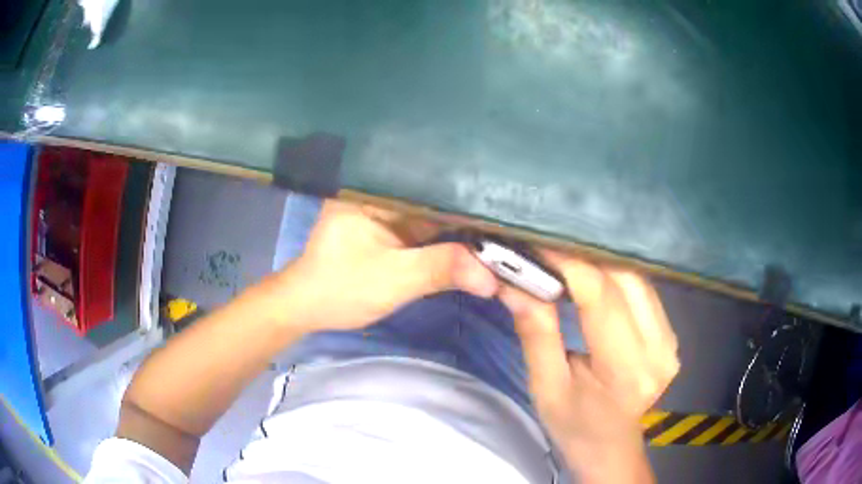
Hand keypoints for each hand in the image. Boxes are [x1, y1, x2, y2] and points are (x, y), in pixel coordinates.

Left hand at [273, 200, 498, 330]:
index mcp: (374, 189)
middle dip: (469, 207)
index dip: (467, 191)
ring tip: (504, 223)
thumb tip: (493, 277)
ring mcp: (387, 211)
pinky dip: (448, 238)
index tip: (505, 198)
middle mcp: (382, 192)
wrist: (309, 307)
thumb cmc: (340, 289)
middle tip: (513, 211)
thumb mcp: (393, 280)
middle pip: (434, 195)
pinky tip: (477, 239)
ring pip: (433, 213)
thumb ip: (441, 270)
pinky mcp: (391, 229)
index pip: (429, 180)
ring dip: (462, 223)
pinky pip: (426, 229)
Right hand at [499, 251, 678, 482]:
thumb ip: (536, 333)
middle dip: (584, 257)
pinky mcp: (671, 335)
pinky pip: (644, 291)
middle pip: (625, 279)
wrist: (610, 446)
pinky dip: (616, 277)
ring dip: (601, 264)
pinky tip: (594, 277)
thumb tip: (513, 282)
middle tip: (548, 250)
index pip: (601, 297)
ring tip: (566, 260)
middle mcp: (658, 350)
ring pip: (637, 279)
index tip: (537, 245)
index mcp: (625, 371)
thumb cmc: (574, 425)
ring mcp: (671, 341)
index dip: (568, 264)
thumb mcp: (546, 387)